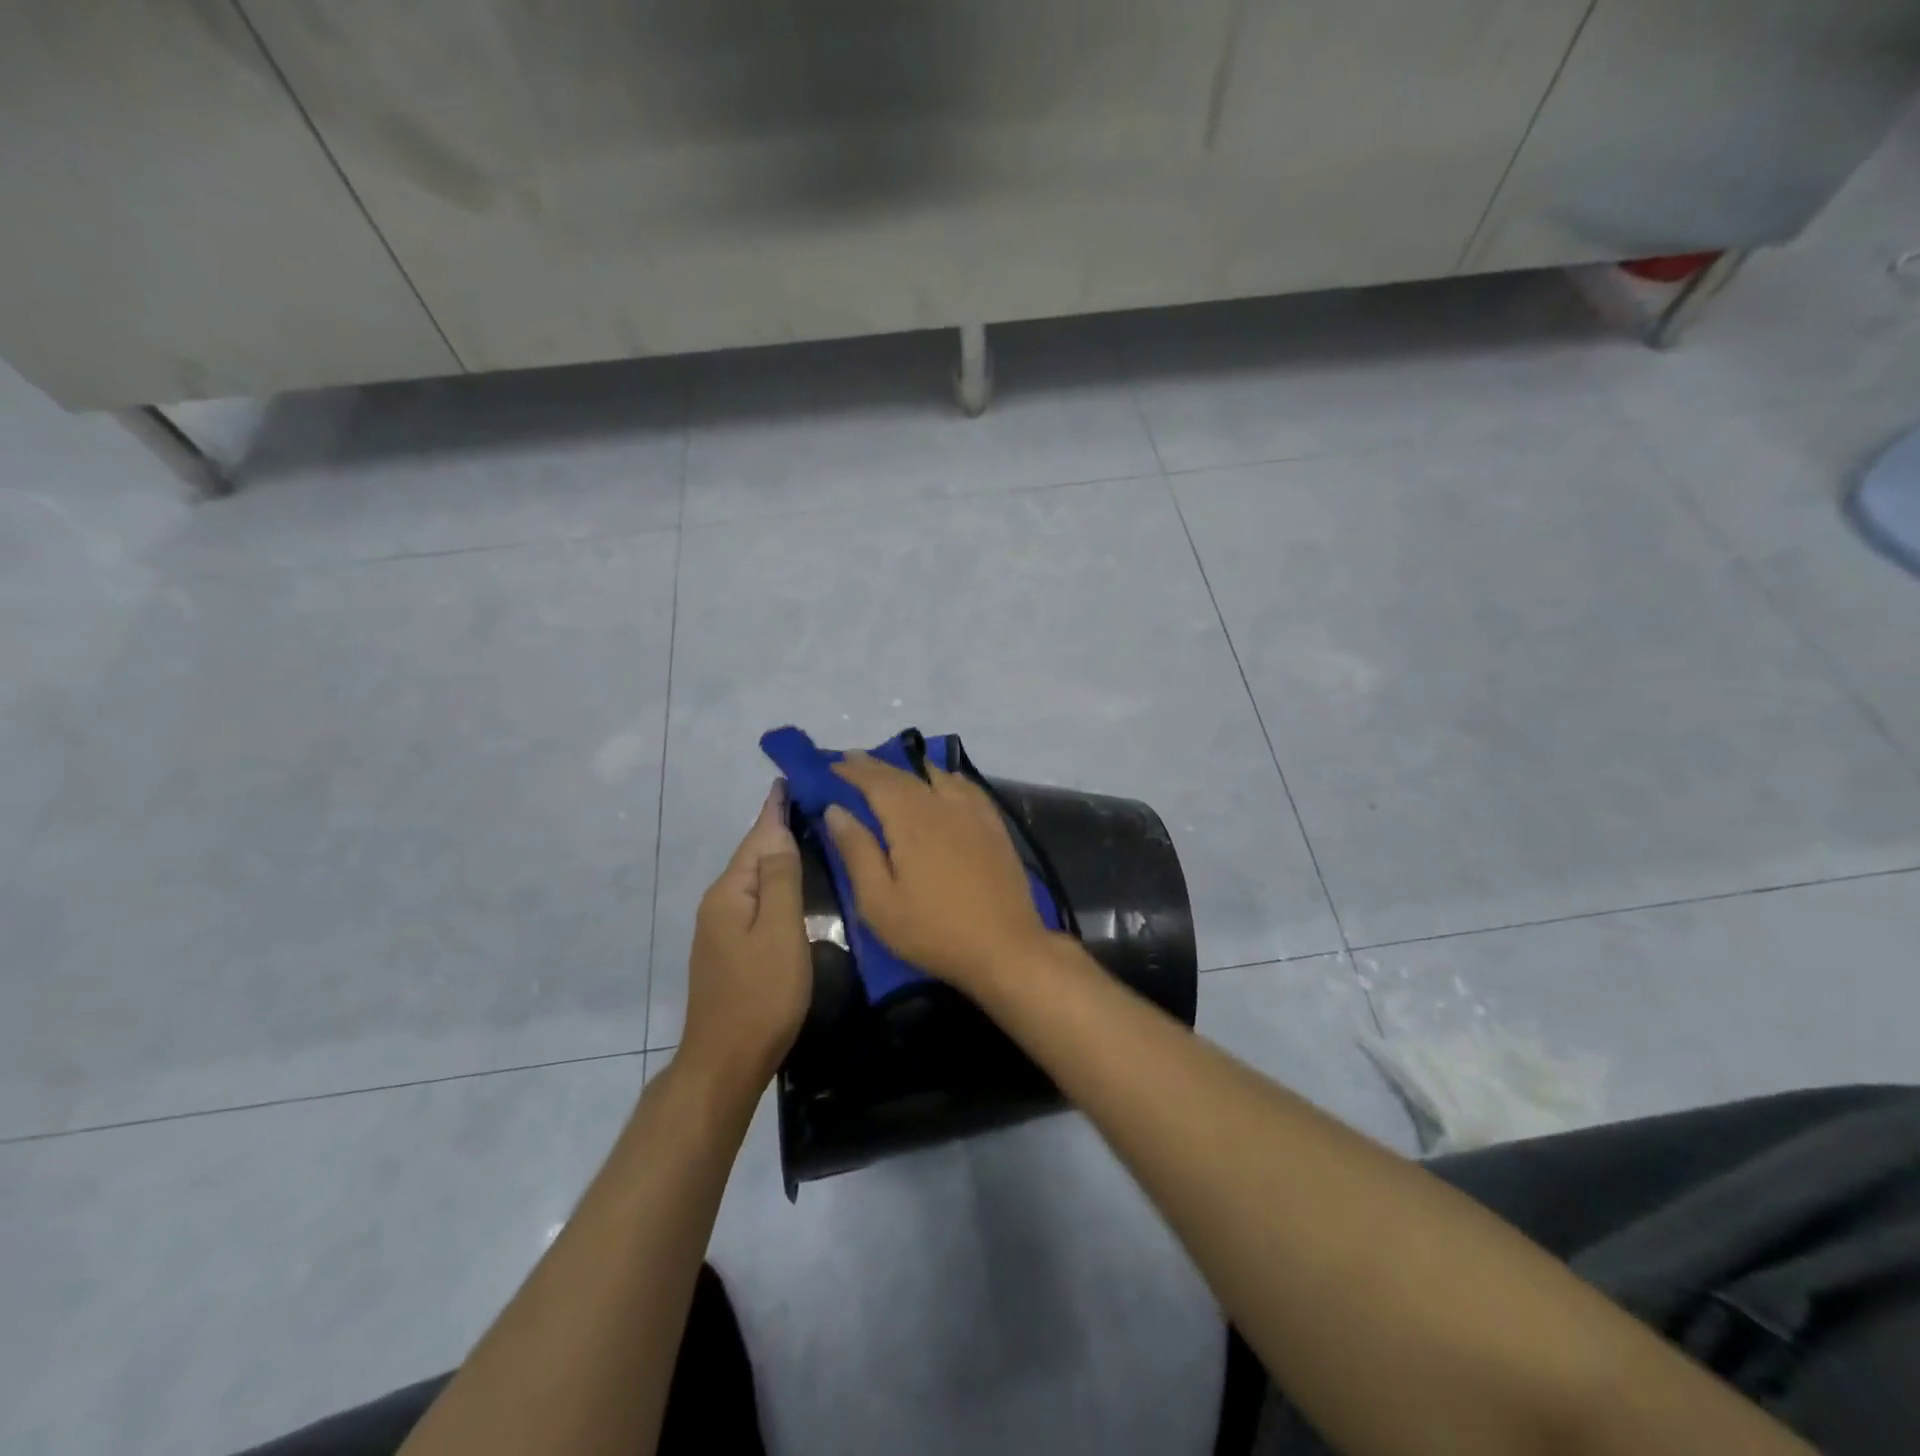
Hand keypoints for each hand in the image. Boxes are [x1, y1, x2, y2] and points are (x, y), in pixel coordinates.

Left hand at [681, 781, 811, 1093]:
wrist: (726, 1063)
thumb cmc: (761, 994)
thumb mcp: (779, 932)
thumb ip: (780, 878)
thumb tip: (777, 827)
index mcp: (730, 893)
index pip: (757, 836)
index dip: (775, 808)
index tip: (792, 779)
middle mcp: (719, 903)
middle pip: (753, 855)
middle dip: (778, 827)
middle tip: (814, 804)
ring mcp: (721, 929)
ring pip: (755, 880)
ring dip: (778, 855)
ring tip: (810, 835)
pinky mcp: (730, 950)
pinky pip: (756, 902)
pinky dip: (776, 884)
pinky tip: (794, 886)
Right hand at [825, 754, 1057, 992]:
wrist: (1005, 946)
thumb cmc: (933, 930)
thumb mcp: (879, 901)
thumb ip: (857, 851)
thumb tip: (836, 810)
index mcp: (911, 820)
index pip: (876, 782)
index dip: (853, 771)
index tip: (832, 765)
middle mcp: (943, 804)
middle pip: (905, 775)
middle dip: (876, 766)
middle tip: (853, 760)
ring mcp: (973, 813)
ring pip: (937, 776)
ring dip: (910, 769)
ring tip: (892, 770)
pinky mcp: (994, 826)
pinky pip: (966, 788)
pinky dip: (947, 778)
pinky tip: (944, 782)